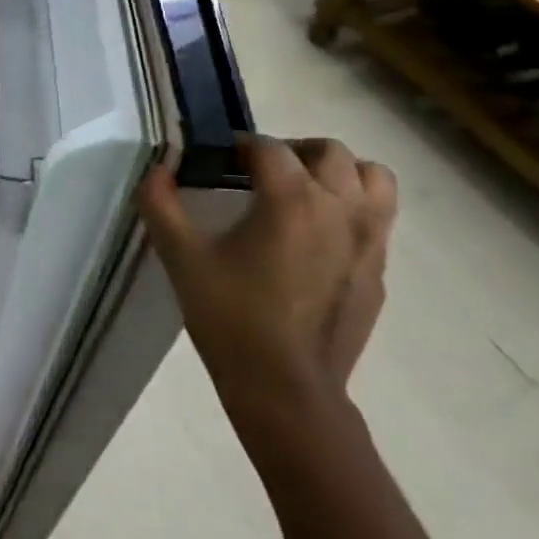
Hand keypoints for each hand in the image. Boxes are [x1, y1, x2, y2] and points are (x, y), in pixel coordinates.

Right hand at [138, 137, 394, 430]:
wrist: (286, 390)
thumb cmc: (230, 317)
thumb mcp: (181, 256)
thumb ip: (160, 202)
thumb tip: (159, 167)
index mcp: (292, 198)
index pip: (267, 147)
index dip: (238, 147)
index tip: (217, 163)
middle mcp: (340, 208)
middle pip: (329, 152)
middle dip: (292, 152)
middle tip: (259, 175)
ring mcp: (369, 241)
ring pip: (372, 178)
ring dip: (338, 174)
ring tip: (304, 193)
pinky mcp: (378, 271)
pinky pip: (378, 219)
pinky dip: (352, 211)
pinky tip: (317, 239)